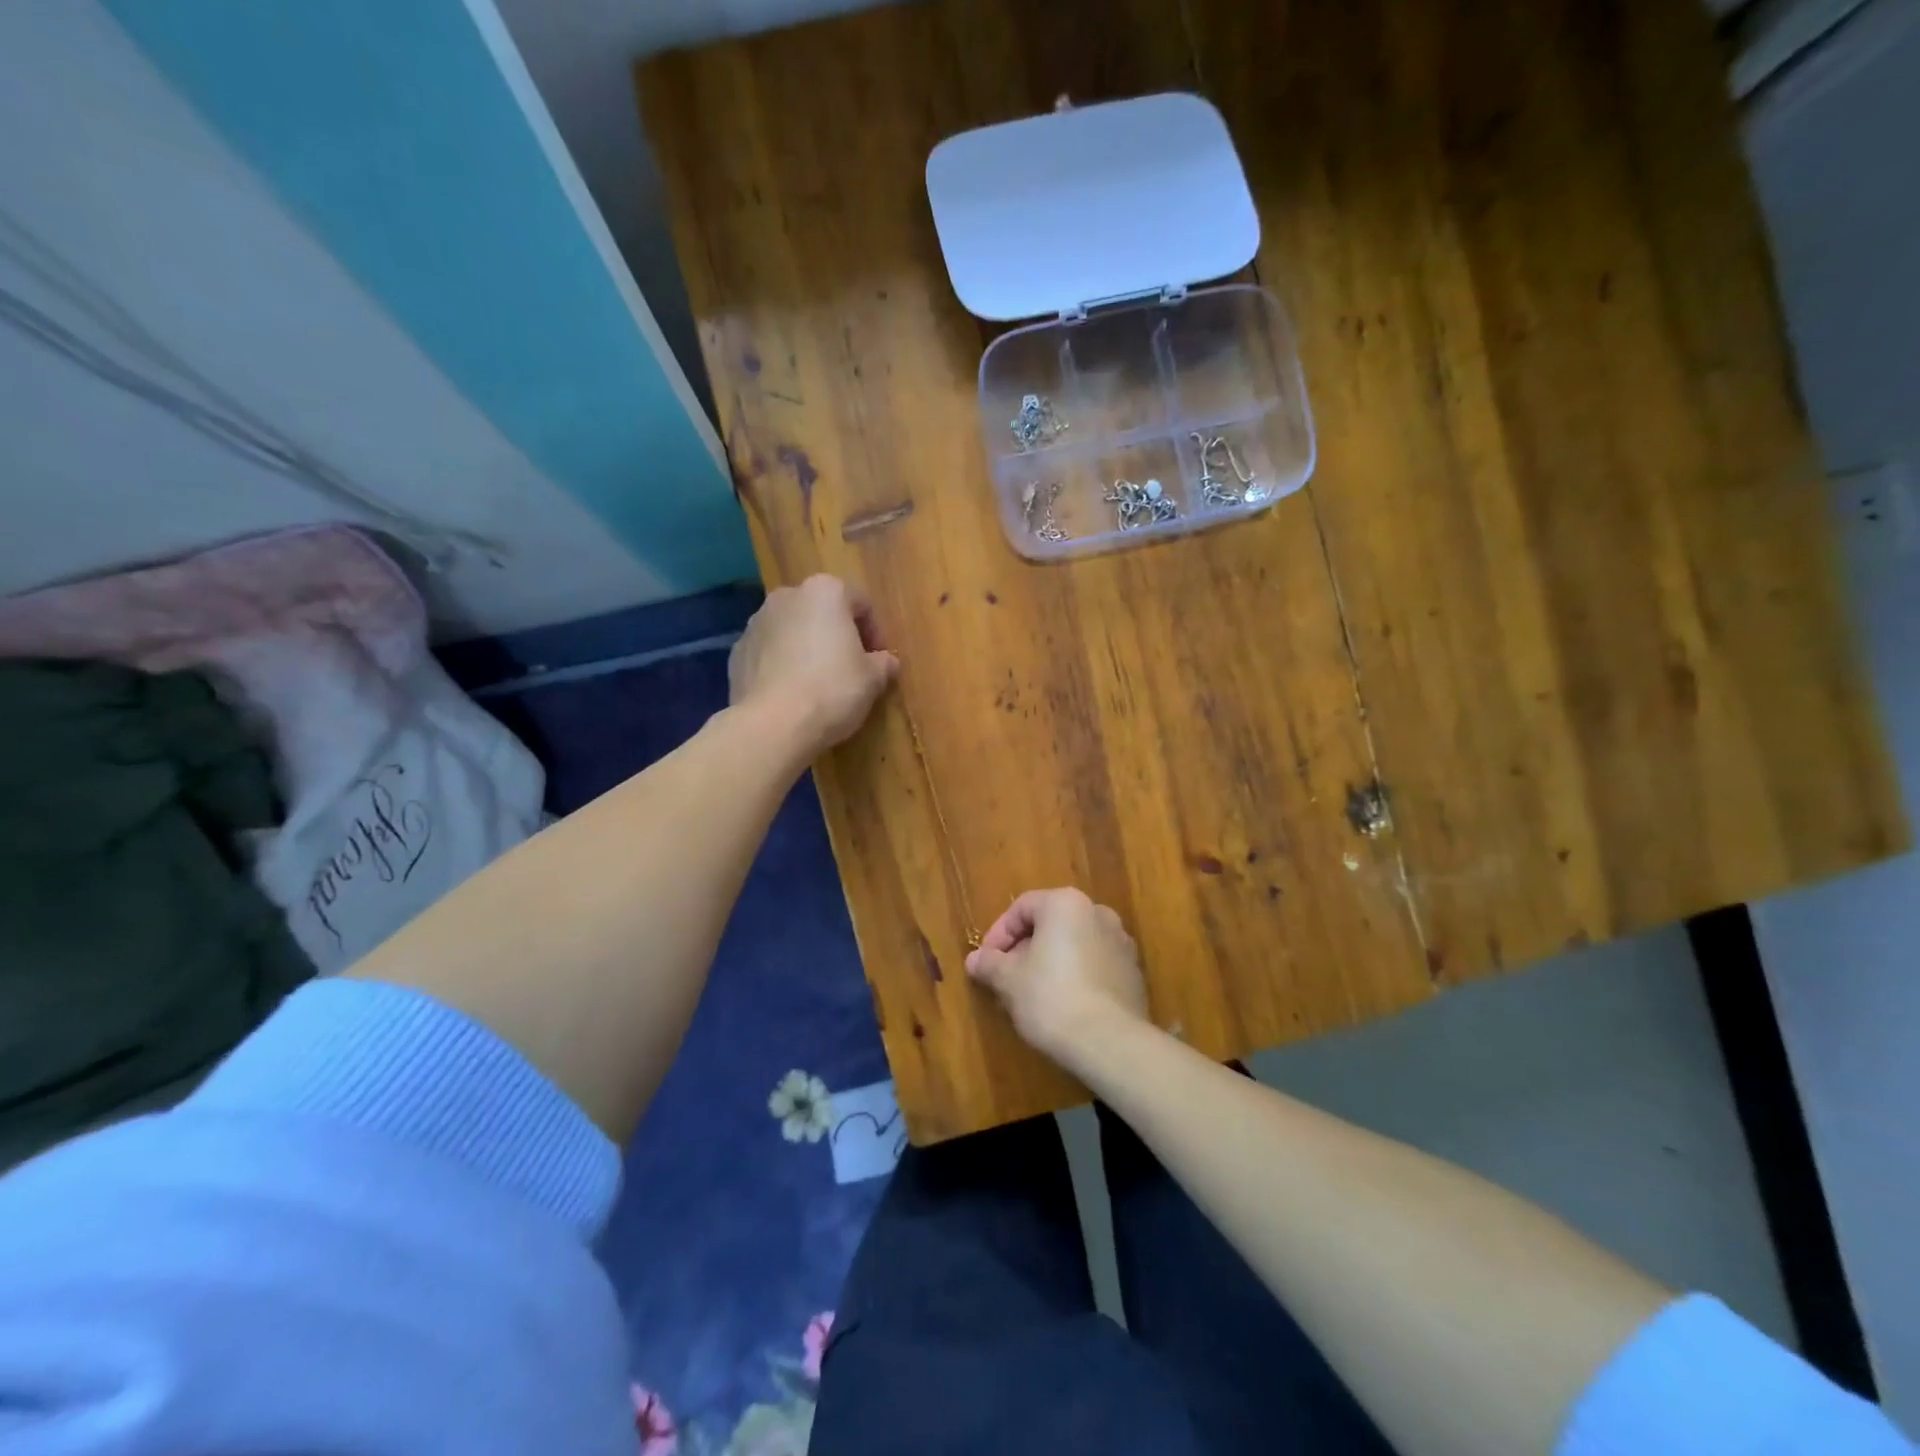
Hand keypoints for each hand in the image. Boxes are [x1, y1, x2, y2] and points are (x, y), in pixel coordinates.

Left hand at [730, 575, 899, 755]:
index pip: (861, 603)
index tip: (878, 661)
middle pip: (821, 612)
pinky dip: (781, 665)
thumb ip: (883, 664)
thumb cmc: (832, 690)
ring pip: (792, 631)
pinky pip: (769, 653)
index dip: (875, 633)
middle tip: (850, 669)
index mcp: (825, 592)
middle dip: (836, 636)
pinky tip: (791, 694)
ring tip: (818, 684)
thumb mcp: (872, 679)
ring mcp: (756, 623)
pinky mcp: (737, 652)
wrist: (773, 724)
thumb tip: (886, 662)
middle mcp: (787, 597)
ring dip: (806, 648)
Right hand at [965, 888, 1147, 1068]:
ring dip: (1049, 964)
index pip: (1022, 908)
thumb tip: (974, 960)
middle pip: (1050, 925)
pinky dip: (1075, 977)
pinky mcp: (1133, 974)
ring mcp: (1121, 943)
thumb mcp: (1009, 980)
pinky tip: (1062, 1007)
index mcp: (1066, 904)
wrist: (1109, 1042)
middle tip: (1006, 980)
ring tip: (1032, 997)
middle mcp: (1098, 913)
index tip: (986, 963)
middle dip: (1024, 951)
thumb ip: (990, 964)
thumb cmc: (1051, 998)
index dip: (998, 934)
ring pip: (1073, 946)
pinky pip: (1094, 966)